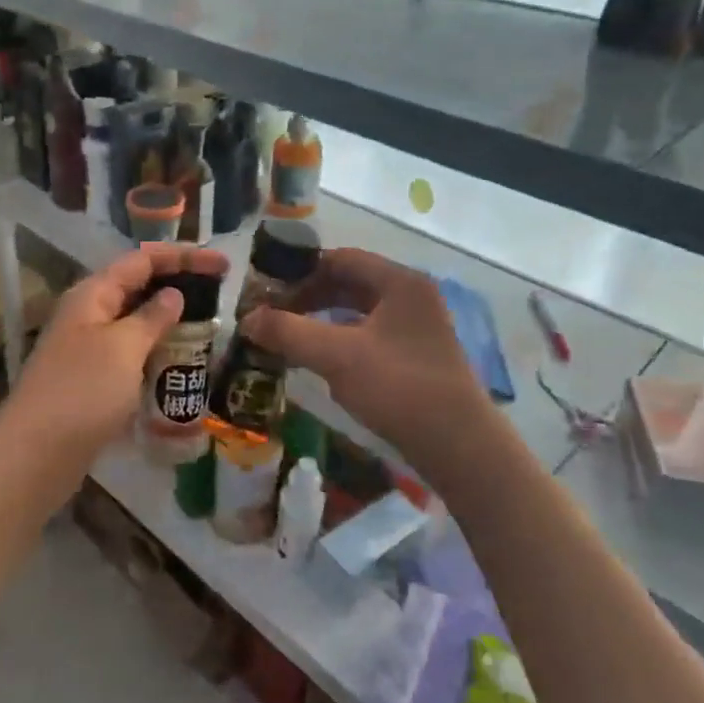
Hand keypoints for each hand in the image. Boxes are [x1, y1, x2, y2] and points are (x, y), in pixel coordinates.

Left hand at [0, 242, 229, 471]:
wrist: (36, 454)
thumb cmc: (83, 392)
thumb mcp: (124, 347)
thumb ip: (152, 317)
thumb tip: (173, 294)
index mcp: (93, 294)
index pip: (143, 260)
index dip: (183, 257)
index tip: (223, 264)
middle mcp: (89, 314)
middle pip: (139, 287)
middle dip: (179, 286)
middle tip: (221, 295)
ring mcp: (88, 348)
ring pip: (136, 323)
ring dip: (170, 322)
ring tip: (209, 329)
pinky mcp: (93, 379)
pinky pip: (132, 354)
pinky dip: (157, 352)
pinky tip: (181, 364)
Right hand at [242, 248, 489, 455]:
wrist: (457, 444)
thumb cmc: (397, 387)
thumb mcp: (336, 356)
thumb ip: (288, 332)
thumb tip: (246, 319)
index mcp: (399, 282)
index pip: (340, 258)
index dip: (300, 270)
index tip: (267, 288)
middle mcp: (411, 296)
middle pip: (350, 283)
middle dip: (308, 295)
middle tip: (272, 313)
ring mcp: (418, 326)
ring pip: (359, 310)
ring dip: (323, 318)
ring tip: (289, 334)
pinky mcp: (417, 355)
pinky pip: (370, 333)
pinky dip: (341, 339)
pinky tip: (320, 358)